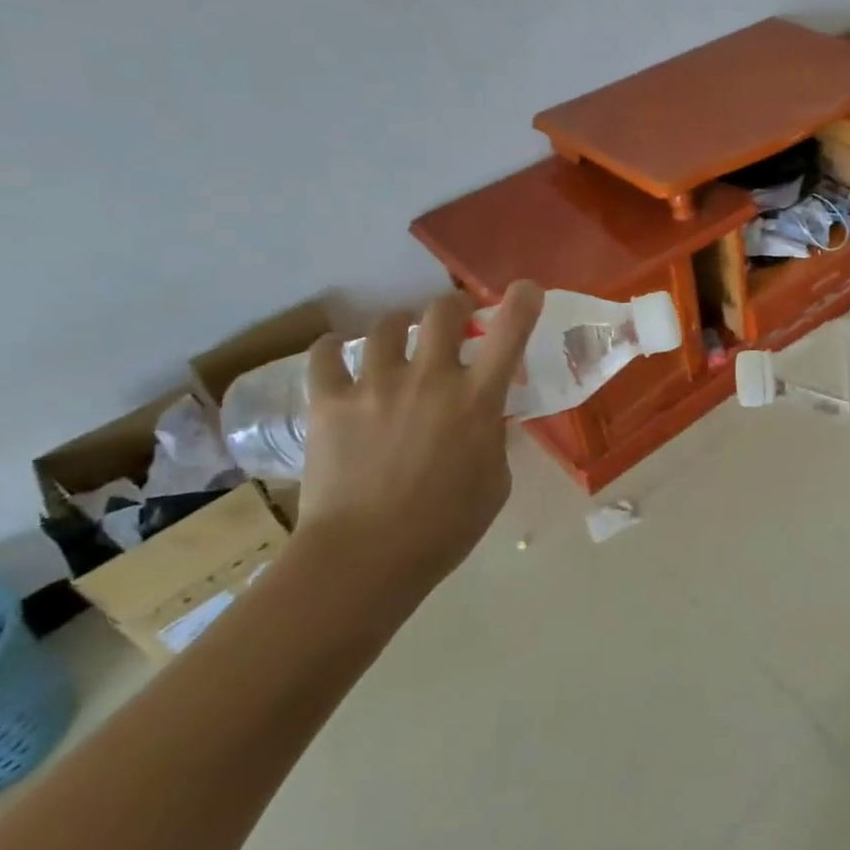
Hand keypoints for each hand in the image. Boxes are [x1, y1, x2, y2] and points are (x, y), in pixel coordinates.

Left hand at [294, 283, 542, 592]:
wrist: (365, 559)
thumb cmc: (445, 528)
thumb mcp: (495, 481)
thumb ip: (493, 439)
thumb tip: (485, 421)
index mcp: (477, 398)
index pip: (510, 331)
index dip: (522, 301)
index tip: (524, 290)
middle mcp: (430, 378)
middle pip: (443, 311)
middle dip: (454, 308)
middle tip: (454, 322)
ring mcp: (376, 386)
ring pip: (387, 325)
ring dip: (398, 327)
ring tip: (396, 341)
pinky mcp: (329, 403)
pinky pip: (325, 356)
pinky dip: (333, 349)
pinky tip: (338, 353)